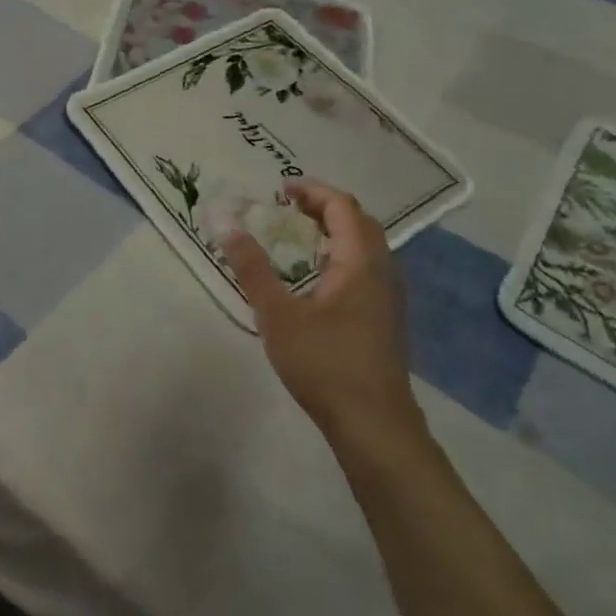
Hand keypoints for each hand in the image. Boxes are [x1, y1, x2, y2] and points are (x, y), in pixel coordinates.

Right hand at [220, 180, 423, 449]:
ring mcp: (388, 296)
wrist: (374, 425)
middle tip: (286, 208)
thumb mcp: (277, 314)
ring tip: (296, 236)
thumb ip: (252, 268)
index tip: (279, 189)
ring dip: (332, 231)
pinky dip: (339, 255)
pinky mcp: (385, 318)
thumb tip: (227, 225)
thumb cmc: (325, 363)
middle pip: (358, 221)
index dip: (312, 190)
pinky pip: (364, 268)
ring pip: (365, 247)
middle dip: (322, 207)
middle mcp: (382, 271)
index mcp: (360, 262)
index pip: (342, 206)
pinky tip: (314, 278)